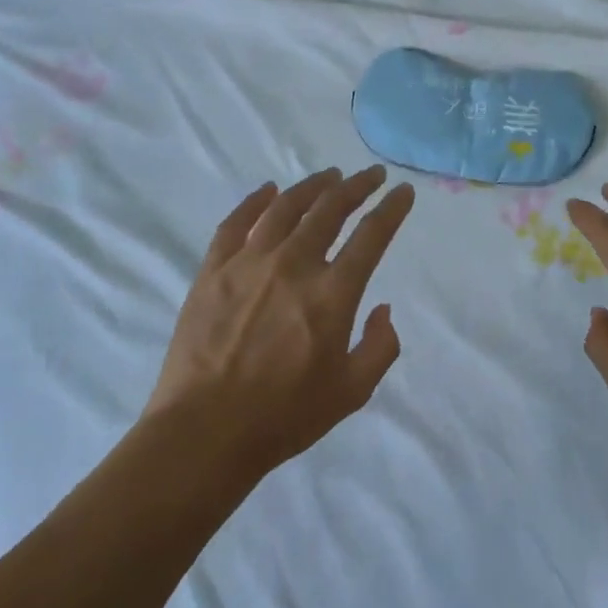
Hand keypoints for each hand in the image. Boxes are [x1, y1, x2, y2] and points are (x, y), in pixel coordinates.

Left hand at [144, 166, 414, 479]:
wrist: (204, 432)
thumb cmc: (284, 416)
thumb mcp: (352, 392)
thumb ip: (381, 347)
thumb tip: (383, 308)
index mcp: (332, 294)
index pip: (372, 235)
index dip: (392, 208)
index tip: (403, 191)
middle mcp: (293, 265)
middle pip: (331, 208)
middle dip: (357, 186)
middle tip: (371, 174)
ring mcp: (249, 262)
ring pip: (286, 206)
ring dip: (313, 185)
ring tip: (329, 175)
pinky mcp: (213, 270)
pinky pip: (236, 222)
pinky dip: (254, 201)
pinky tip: (268, 190)